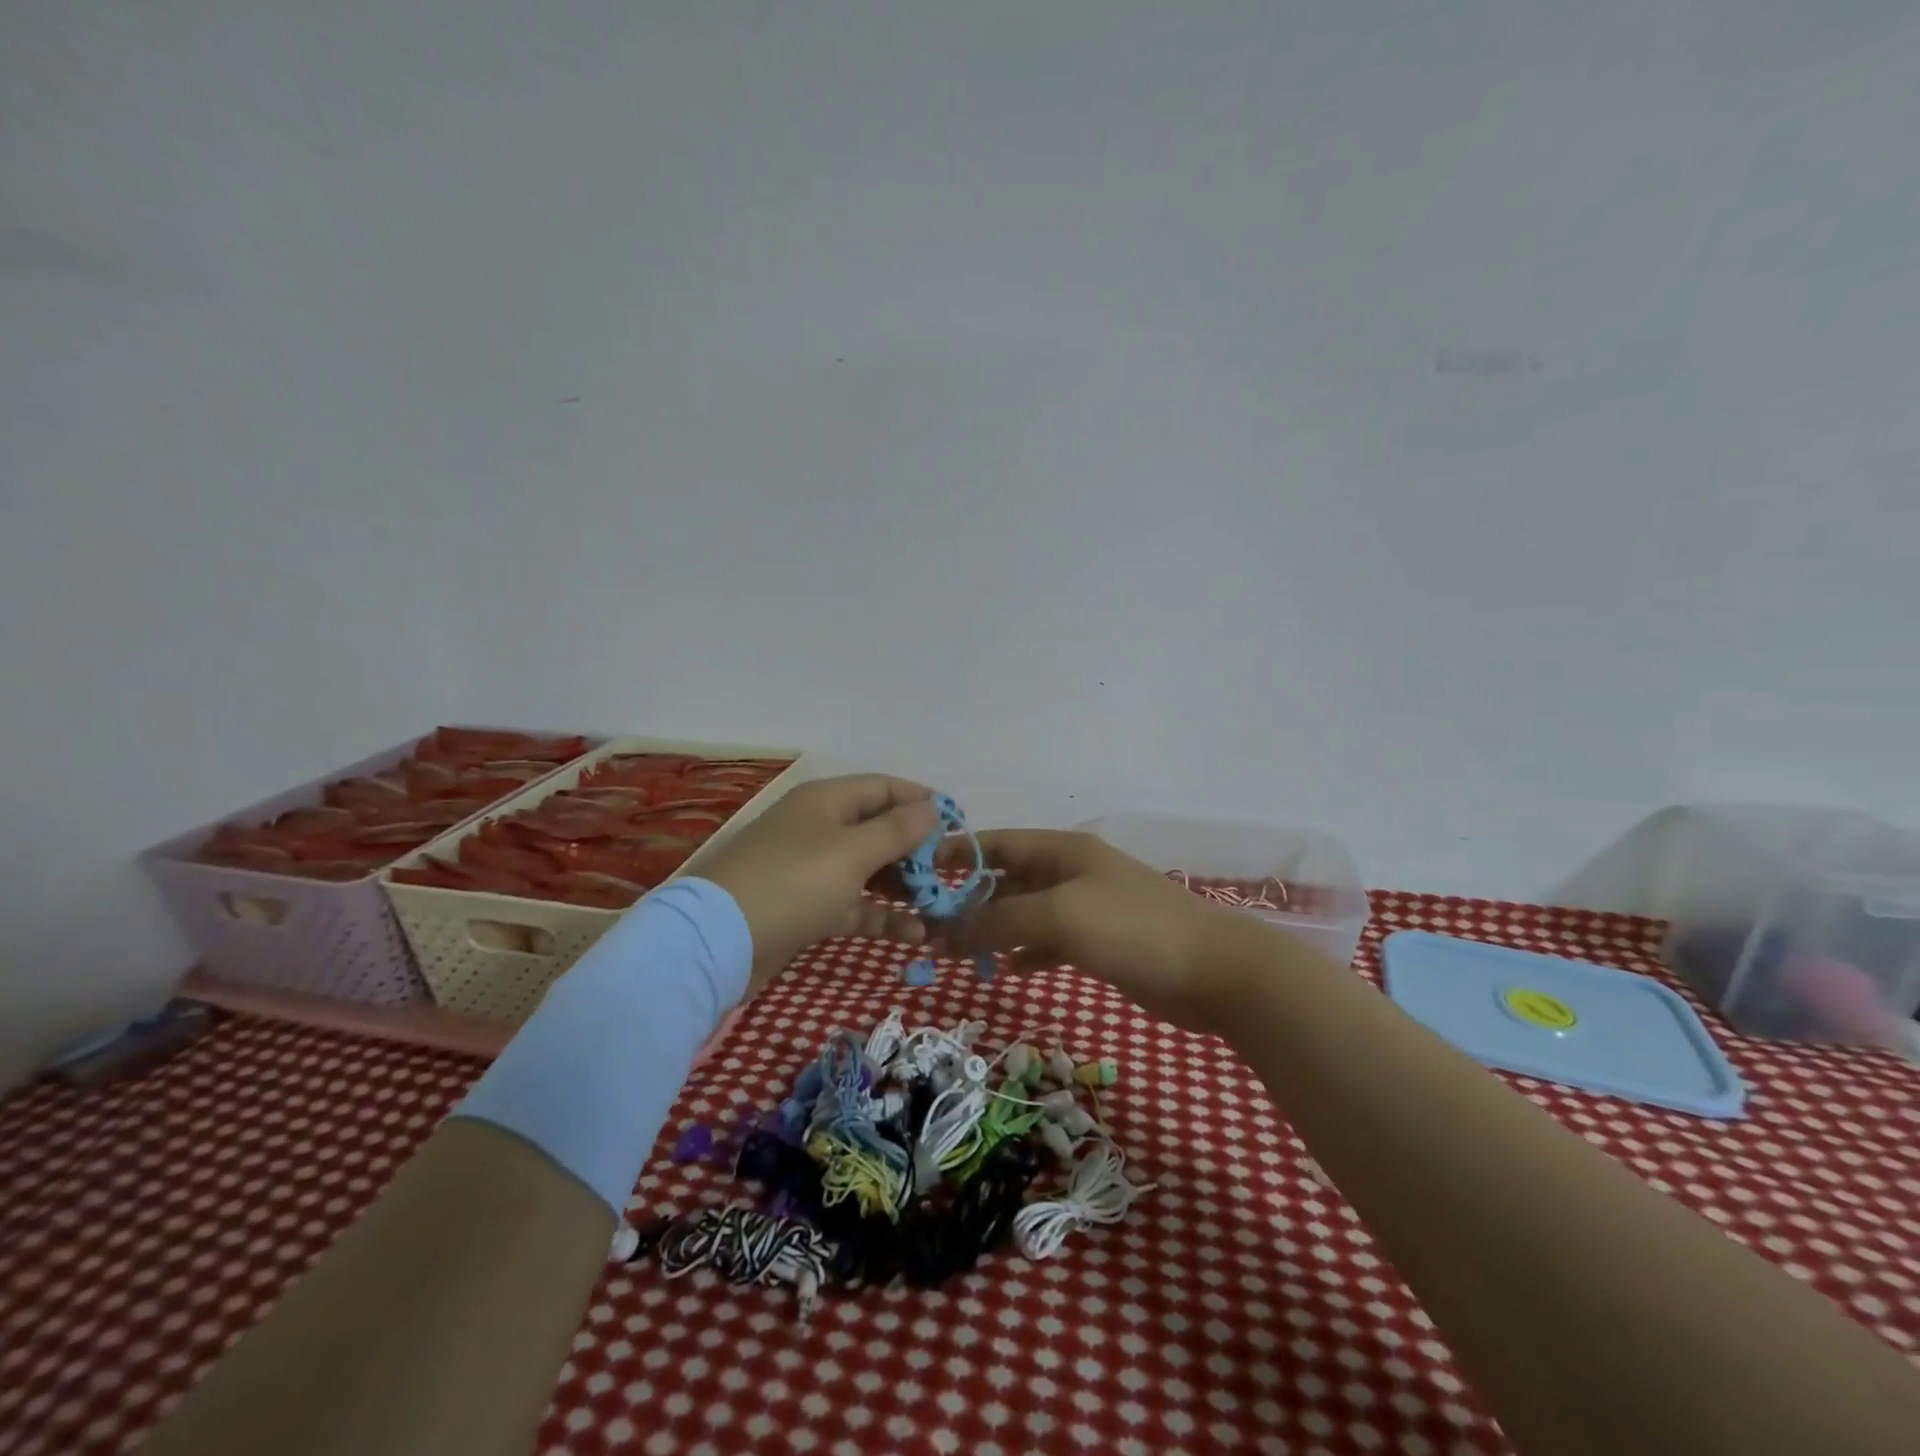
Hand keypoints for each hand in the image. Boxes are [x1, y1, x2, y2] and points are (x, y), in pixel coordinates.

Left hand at [694, 774, 940, 985]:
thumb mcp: (852, 852)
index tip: (957, 824)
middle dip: (916, 850)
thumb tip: (933, 807)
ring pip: (869, 870)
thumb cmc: (793, 882)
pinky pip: (854, 905)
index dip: (920, 801)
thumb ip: (897, 830)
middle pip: (878, 829)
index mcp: (827, 801)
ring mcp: (812, 869)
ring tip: (940, 906)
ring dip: (903, 887)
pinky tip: (914, 934)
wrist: (719, 942)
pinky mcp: (807, 908)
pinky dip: (881, 916)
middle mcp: (820, 828)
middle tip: (951, 873)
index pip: (883, 787)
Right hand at [935, 829, 1240, 1032]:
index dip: (959, 853)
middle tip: (929, 927)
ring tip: (954, 952)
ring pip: (1024, 913)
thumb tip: (946, 931)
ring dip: (992, 929)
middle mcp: (1070, 873)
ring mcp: (1085, 909)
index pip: (998, 843)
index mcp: (1063, 851)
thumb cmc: (1134, 929)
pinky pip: (1047, 942)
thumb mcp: (1061, 915)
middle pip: (1008, 880)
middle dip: (970, 900)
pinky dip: (1024, 952)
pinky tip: (1004, 969)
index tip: (918, 872)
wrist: (1214, 972)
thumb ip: (1001, 920)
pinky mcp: (1098, 943)